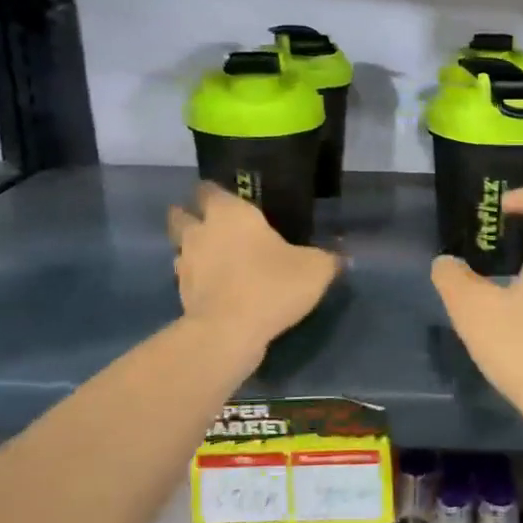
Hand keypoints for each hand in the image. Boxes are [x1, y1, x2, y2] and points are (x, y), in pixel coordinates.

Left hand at [168, 183, 340, 358]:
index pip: (209, 189)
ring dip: (192, 250)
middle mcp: (201, 231)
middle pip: (181, 215)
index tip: (228, 198)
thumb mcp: (315, 269)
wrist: (229, 332)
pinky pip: (187, 278)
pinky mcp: (180, 294)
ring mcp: (185, 263)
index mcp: (230, 213)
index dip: (215, 192)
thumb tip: (341, 256)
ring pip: (181, 247)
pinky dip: (197, 280)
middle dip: (190, 216)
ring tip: (215, 259)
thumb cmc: (272, 285)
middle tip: (212, 225)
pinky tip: (217, 288)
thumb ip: (328, 258)